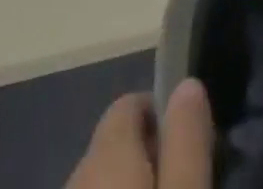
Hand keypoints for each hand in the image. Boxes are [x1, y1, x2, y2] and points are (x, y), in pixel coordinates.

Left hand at [67, 80, 214, 188]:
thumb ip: (186, 140)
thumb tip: (188, 83)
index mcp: (104, 152)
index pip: (127, 104)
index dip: (161, 112)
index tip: (187, 139)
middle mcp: (75, 173)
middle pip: (113, 144)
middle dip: (145, 152)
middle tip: (179, 175)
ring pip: (99, 180)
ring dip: (126, 182)